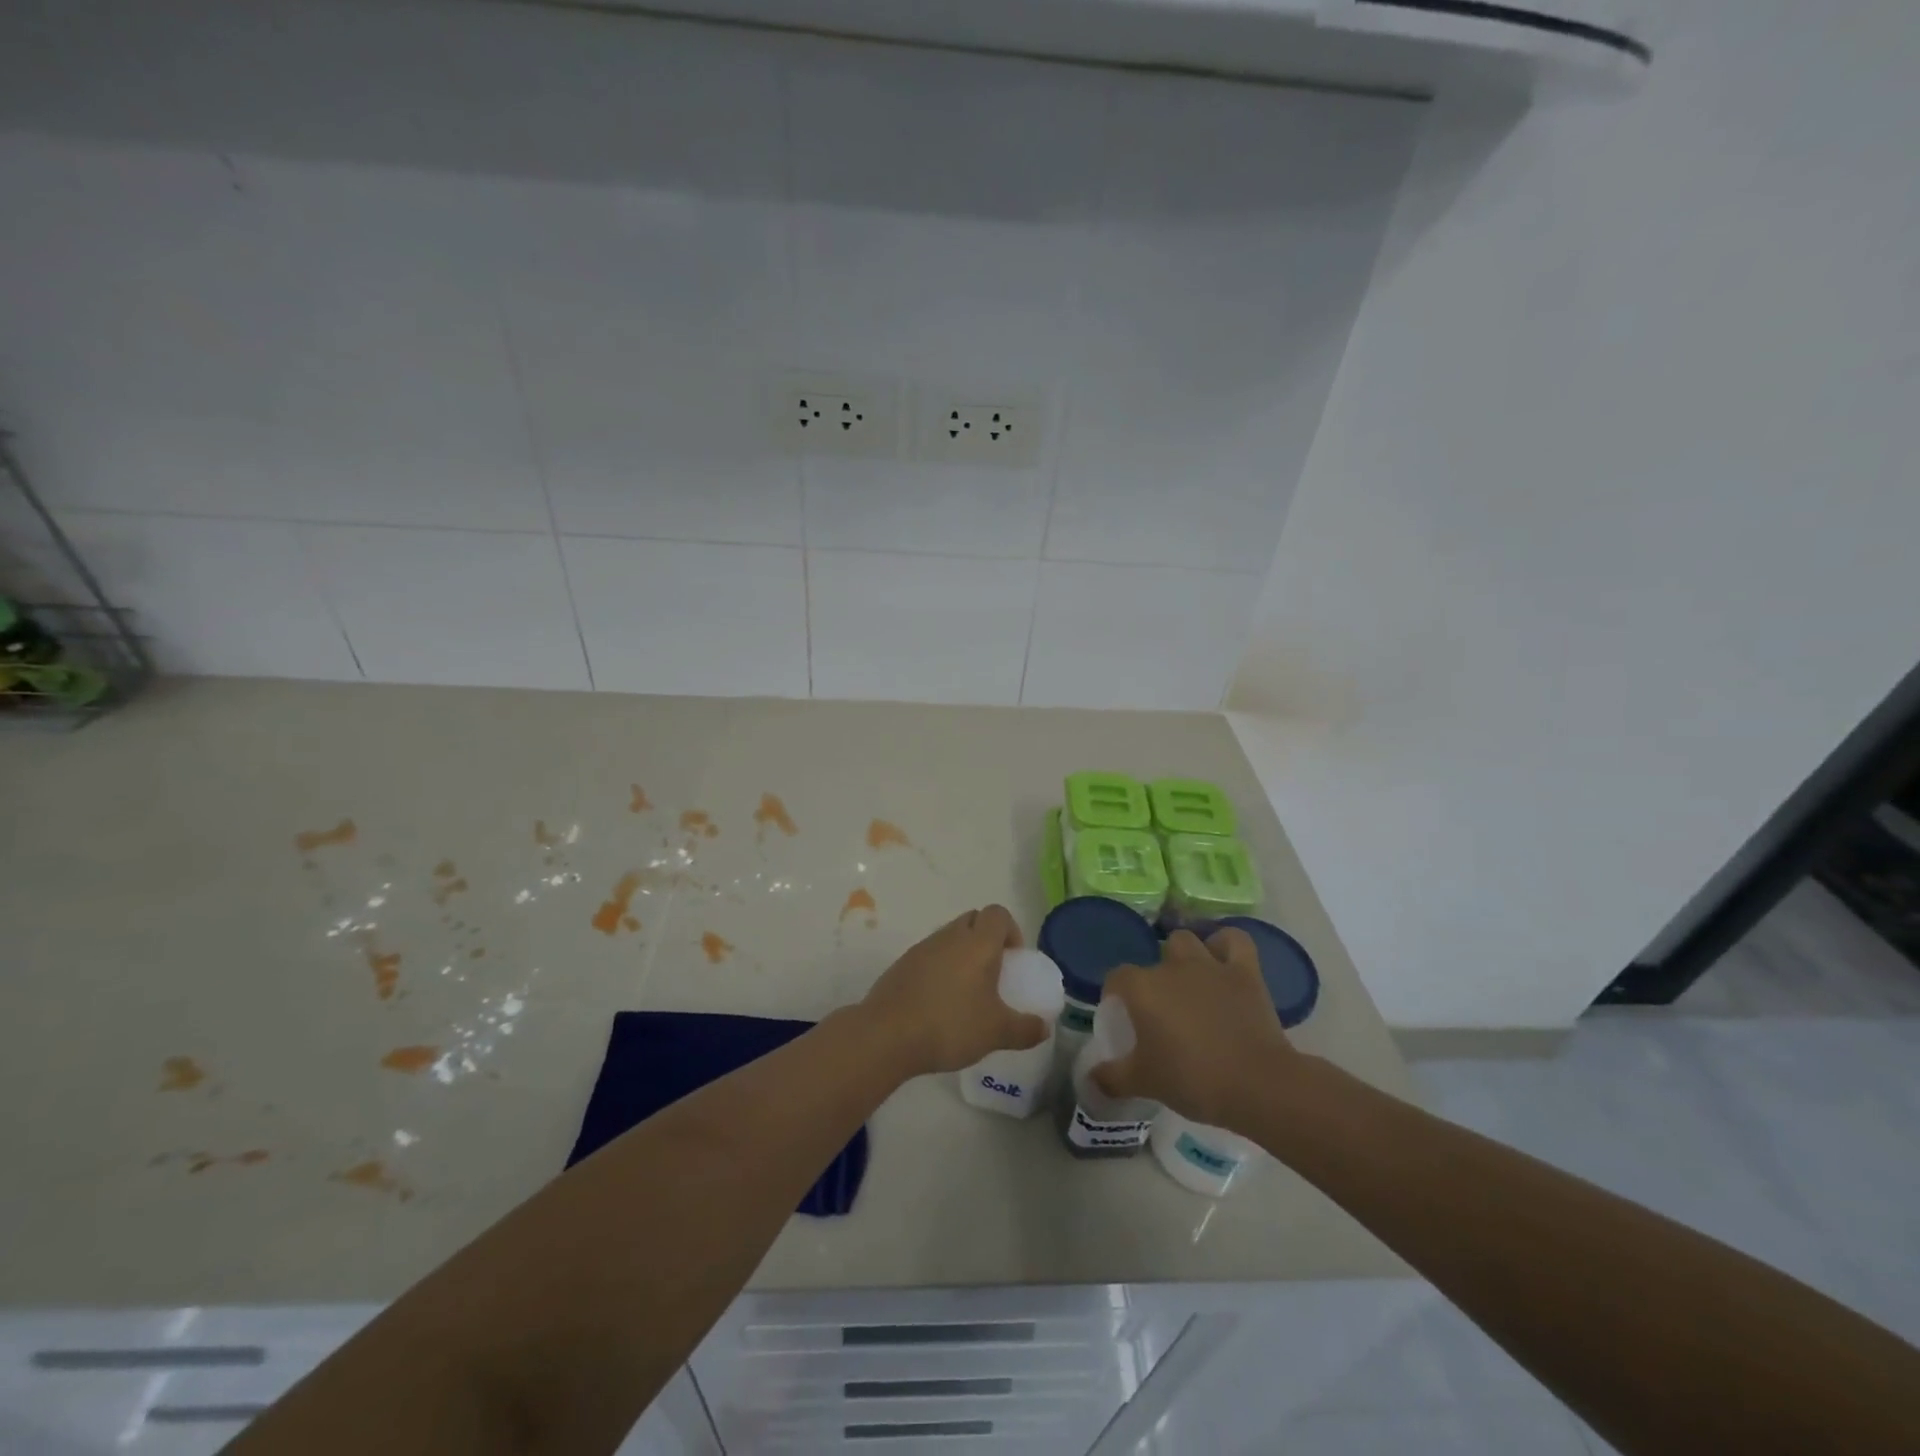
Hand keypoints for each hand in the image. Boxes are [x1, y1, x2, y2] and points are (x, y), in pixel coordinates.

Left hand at [859, 905, 1048, 1077]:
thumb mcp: (996, 1033)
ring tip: (966, 992)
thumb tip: (1044, 1027)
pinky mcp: (902, 964)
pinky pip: (929, 955)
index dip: (1011, 931)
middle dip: (986, 939)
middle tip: (993, 973)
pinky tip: (939, 1002)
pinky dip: (939, 968)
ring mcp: (922, 947)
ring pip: (949, 937)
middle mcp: (950, 936)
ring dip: (961, 953)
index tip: (1013, 960)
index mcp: (977, 943)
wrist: (888, 1035)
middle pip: (973, 920)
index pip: (998, 914)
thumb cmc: (950, 1025)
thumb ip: (1025, 1029)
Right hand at [1092, 928, 1301, 1127]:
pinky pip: (1234, 940)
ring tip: (1188, 981)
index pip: (1117, 978)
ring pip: (1187, 941)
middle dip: (1155, 977)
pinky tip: (1222, 959)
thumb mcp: (1144, 1083)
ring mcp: (1210, 965)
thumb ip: (1112, 1077)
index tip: (1124, 1017)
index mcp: (1143, 989)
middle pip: (1153, 958)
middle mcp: (1172, 967)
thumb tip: (1092, 1078)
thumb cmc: (1192, 1080)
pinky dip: (1225, 944)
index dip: (1116, 994)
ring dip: (1184, 956)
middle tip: (1161, 1008)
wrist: (1256, 1085)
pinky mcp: (1244, 972)